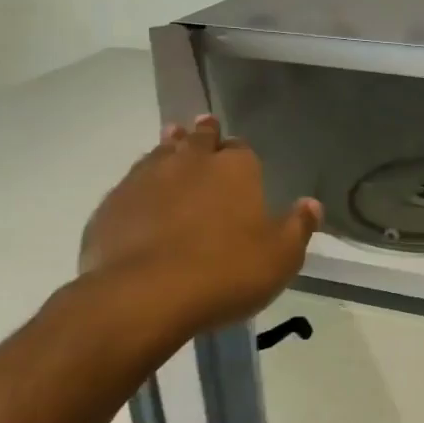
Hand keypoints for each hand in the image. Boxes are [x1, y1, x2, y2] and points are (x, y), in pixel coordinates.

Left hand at [80, 115, 321, 337]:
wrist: (144, 296)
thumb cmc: (226, 272)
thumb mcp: (281, 257)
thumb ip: (298, 227)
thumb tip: (311, 204)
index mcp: (235, 169)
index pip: (241, 148)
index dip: (240, 151)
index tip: (239, 154)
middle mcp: (190, 162)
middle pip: (198, 139)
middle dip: (204, 134)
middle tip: (204, 127)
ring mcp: (146, 179)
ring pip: (160, 153)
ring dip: (169, 147)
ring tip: (171, 141)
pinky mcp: (112, 204)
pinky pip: (130, 184)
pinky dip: (140, 184)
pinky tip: (140, 194)